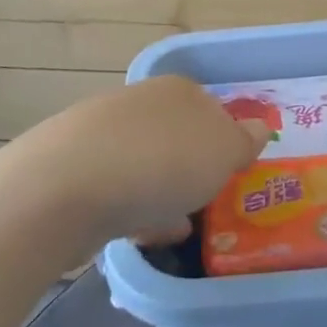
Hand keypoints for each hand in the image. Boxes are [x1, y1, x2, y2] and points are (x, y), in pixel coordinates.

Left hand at [21, 75, 267, 244]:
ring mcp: (103, 132)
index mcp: (178, 90)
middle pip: (177, 134)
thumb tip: (258, 126)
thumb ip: (243, 140)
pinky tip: (142, 236)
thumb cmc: (161, 161)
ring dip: (162, 190)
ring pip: (146, 162)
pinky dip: (133, 208)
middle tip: (206, 201)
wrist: (67, 185)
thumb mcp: (223, 152)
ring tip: (178, 226)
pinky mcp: (75, 168)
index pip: (212, 108)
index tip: (231, 175)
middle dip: (191, 166)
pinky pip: (117, 188)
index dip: (225, 141)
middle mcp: (140, 101)